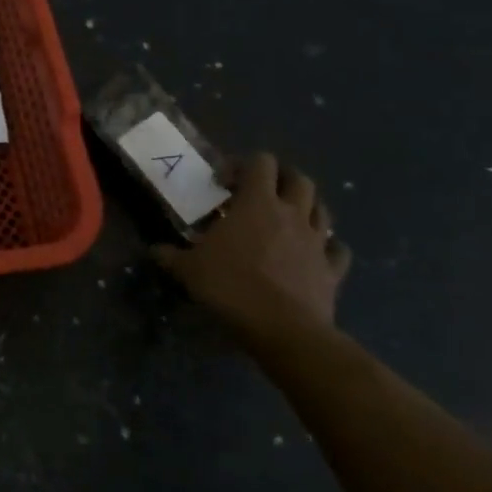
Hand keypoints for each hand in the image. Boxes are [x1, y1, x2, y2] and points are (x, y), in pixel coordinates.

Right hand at [151, 153, 349, 348]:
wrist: (283, 329)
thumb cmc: (231, 287)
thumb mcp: (188, 270)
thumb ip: (170, 255)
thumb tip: (154, 250)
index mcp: (257, 204)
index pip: (260, 162)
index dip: (242, 165)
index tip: (224, 184)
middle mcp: (292, 214)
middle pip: (298, 178)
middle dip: (281, 179)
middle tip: (260, 193)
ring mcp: (317, 242)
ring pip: (322, 209)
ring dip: (307, 207)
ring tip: (287, 218)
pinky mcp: (332, 270)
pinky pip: (338, 250)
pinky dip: (329, 247)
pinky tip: (316, 253)